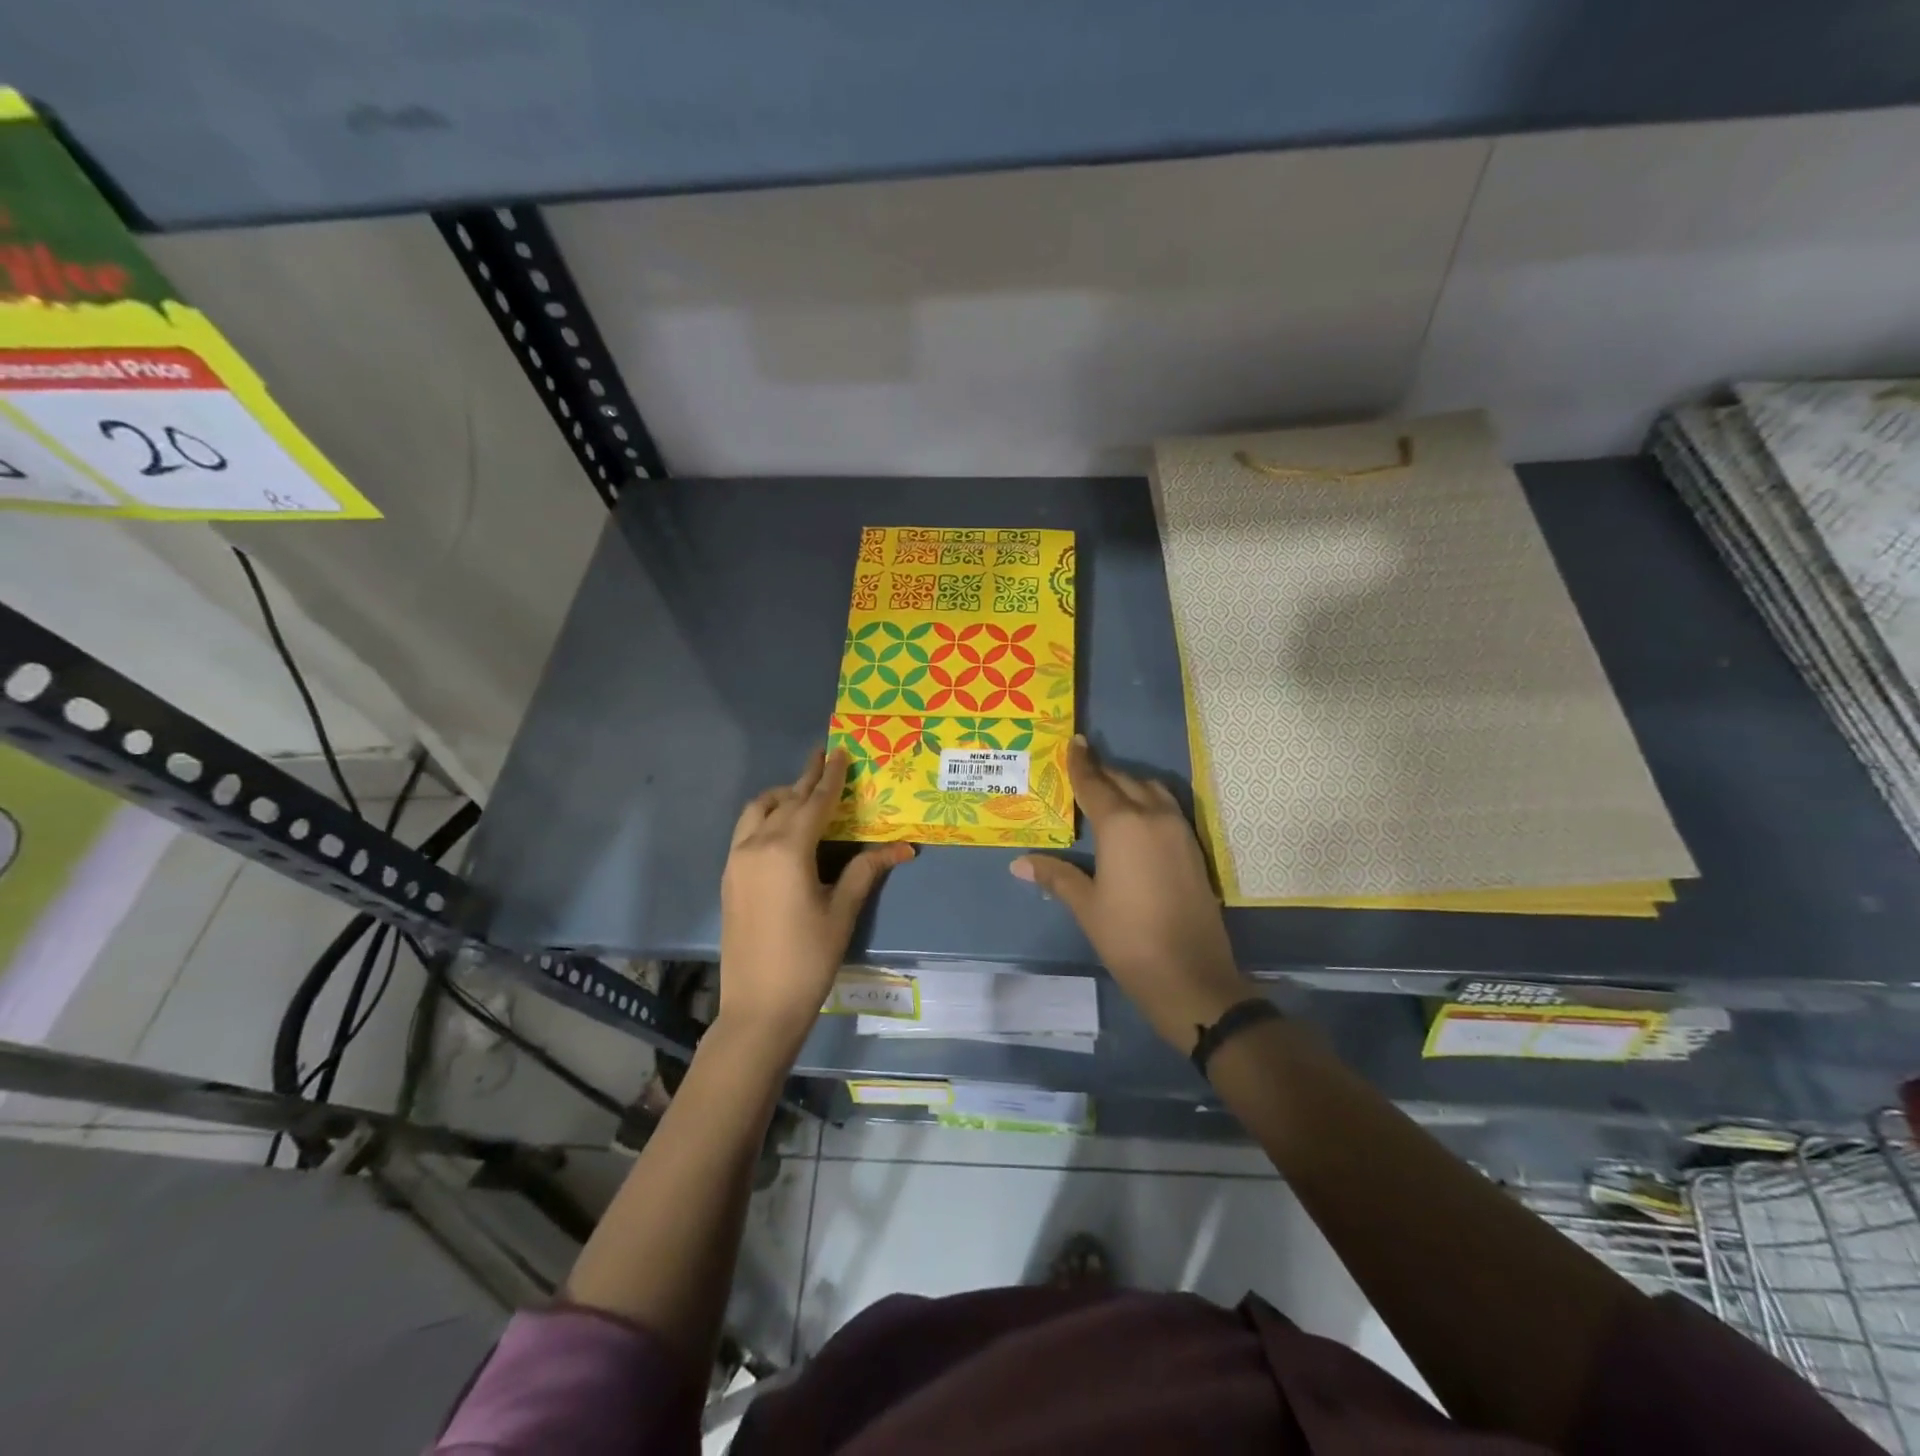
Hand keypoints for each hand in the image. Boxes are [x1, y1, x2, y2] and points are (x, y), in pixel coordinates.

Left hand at [719, 747, 913, 1050]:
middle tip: (823, 757)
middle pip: (784, 800)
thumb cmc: (808, 959)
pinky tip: (782, 829)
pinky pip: (745, 831)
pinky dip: (765, 816)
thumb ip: (866, 870)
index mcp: (787, 850)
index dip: (830, 777)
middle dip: (806, 778)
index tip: (840, 751)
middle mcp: (756, 845)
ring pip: (756, 811)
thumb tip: (904, 847)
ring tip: (804, 793)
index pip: (814, 802)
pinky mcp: (729, 878)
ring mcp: (736, 861)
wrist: (758, 1007)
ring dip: (781, 796)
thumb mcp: (842, 912)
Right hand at [1012, 737, 1250, 1052]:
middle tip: (1082, 769)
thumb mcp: (1086, 906)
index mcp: (1122, 824)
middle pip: (1124, 781)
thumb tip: (1019, 863)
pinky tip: (1136, 820)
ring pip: (1152, 791)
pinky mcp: (1195, 848)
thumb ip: (1055, 876)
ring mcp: (1180, 831)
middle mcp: (1153, 817)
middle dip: (1102, 773)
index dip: (1081, 763)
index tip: (1075, 741)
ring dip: (1129, 785)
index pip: (1095, 784)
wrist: (1191, 975)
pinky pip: (1168, 808)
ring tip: (1108, 792)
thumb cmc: (1128, 938)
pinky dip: (1148, 802)